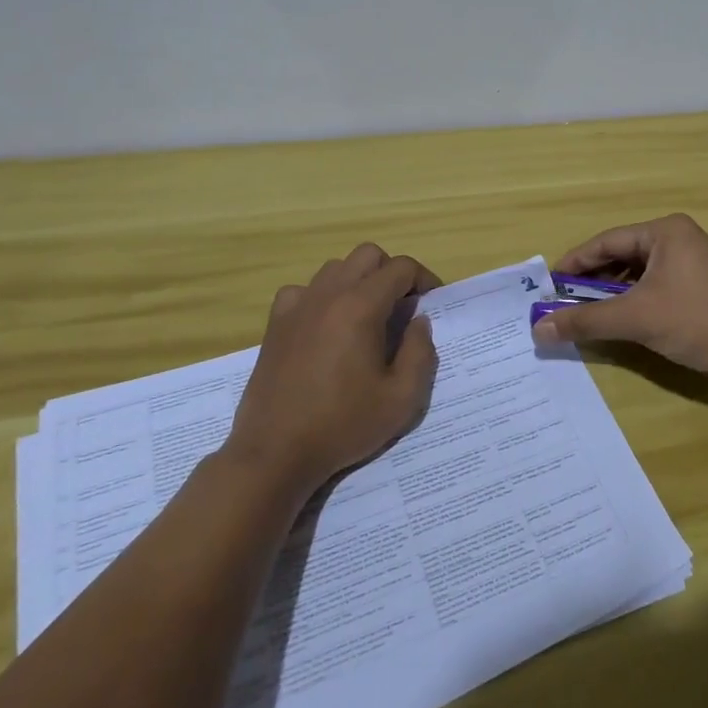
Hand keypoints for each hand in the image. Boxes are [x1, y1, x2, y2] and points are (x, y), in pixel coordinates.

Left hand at [222, 244, 441, 501]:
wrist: (275, 453)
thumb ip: (420, 353)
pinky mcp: (276, 324)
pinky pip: (304, 290)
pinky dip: (322, 296)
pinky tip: (327, 325)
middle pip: (368, 255)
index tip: (432, 303)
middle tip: (403, 307)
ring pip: (336, 268)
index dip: (424, 279)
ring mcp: (297, 306)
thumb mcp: (401, 399)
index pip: (401, 268)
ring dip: (358, 280)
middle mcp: (328, 294)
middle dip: (392, 272)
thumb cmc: (342, 425)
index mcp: (361, 307)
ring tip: (367, 316)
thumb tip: (418, 321)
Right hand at [531, 214, 707, 379]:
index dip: (574, 262)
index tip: (549, 285)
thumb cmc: (696, 319)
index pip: (607, 241)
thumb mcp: (636, 318)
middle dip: (592, 280)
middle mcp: (678, 239)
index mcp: (664, 232)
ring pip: (639, 274)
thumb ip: (586, 320)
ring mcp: (693, 263)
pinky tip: (622, 321)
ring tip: (587, 314)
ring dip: (612, 294)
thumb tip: (539, 329)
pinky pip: (656, 287)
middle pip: (622, 255)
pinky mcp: (702, 288)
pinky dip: (634, 302)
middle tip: (563, 302)